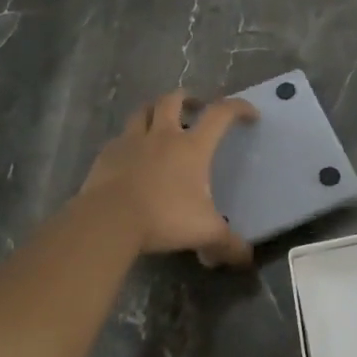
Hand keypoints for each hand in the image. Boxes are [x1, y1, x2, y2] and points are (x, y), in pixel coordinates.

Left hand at [78, 90, 257, 265]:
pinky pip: (120, 138)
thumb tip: (246, 258)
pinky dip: (129, 140)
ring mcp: (131, 142)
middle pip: (174, 100)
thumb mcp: (204, 233)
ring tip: (160, 121)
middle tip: (195, 107)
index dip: (238, 108)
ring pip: (143, 111)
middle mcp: (163, 135)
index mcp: (192, 146)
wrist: (108, 221)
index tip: (249, 114)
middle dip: (187, 98)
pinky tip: (131, 154)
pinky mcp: (106, 155)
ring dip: (154, 111)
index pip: (221, 114)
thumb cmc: (163, 217)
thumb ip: (228, 244)